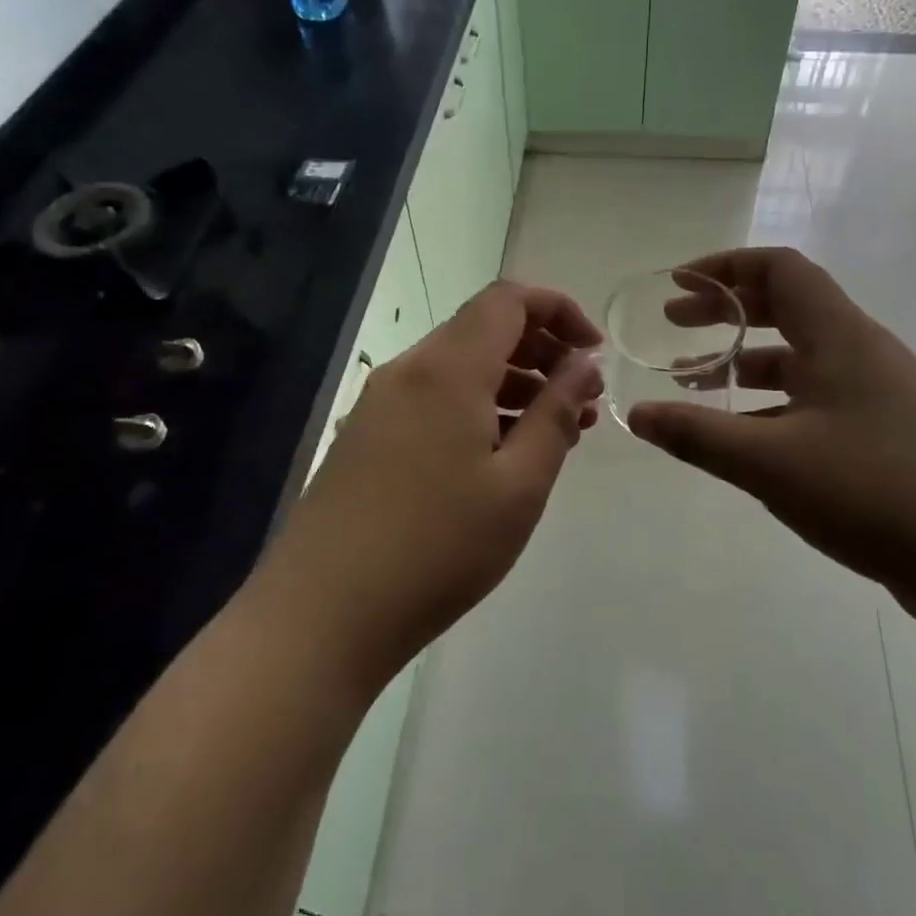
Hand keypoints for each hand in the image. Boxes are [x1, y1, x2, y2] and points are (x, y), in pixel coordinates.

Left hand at [261, 281, 603, 690]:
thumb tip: (584, 363)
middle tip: (583, 400)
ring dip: (513, 384)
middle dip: (542, 352)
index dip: (559, 310)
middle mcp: (409, 371)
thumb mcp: (519, 485)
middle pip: (484, 330)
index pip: (509, 300)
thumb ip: (556, 413)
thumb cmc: (437, 548)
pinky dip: (477, 408)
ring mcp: (380, 404)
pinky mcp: (367, 437)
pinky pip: (434, 400)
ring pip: (460, 368)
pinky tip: (501, 455)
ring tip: (555, 432)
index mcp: (447, 369)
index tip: (594, 353)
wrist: (321, 615)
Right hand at [626, 248, 915, 630]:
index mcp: (839, 336)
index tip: (678, 285)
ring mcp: (877, 394)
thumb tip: (637, 414)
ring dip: (745, 361)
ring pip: (800, 358)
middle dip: (726, 310)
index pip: (780, 268)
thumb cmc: (873, 490)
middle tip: (675, 324)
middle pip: (787, 306)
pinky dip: (772, 404)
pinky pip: (815, 400)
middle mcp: (861, 351)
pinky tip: (743, 438)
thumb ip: (698, 434)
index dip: (725, 267)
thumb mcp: (771, 462)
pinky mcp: (884, 434)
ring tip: (695, 383)